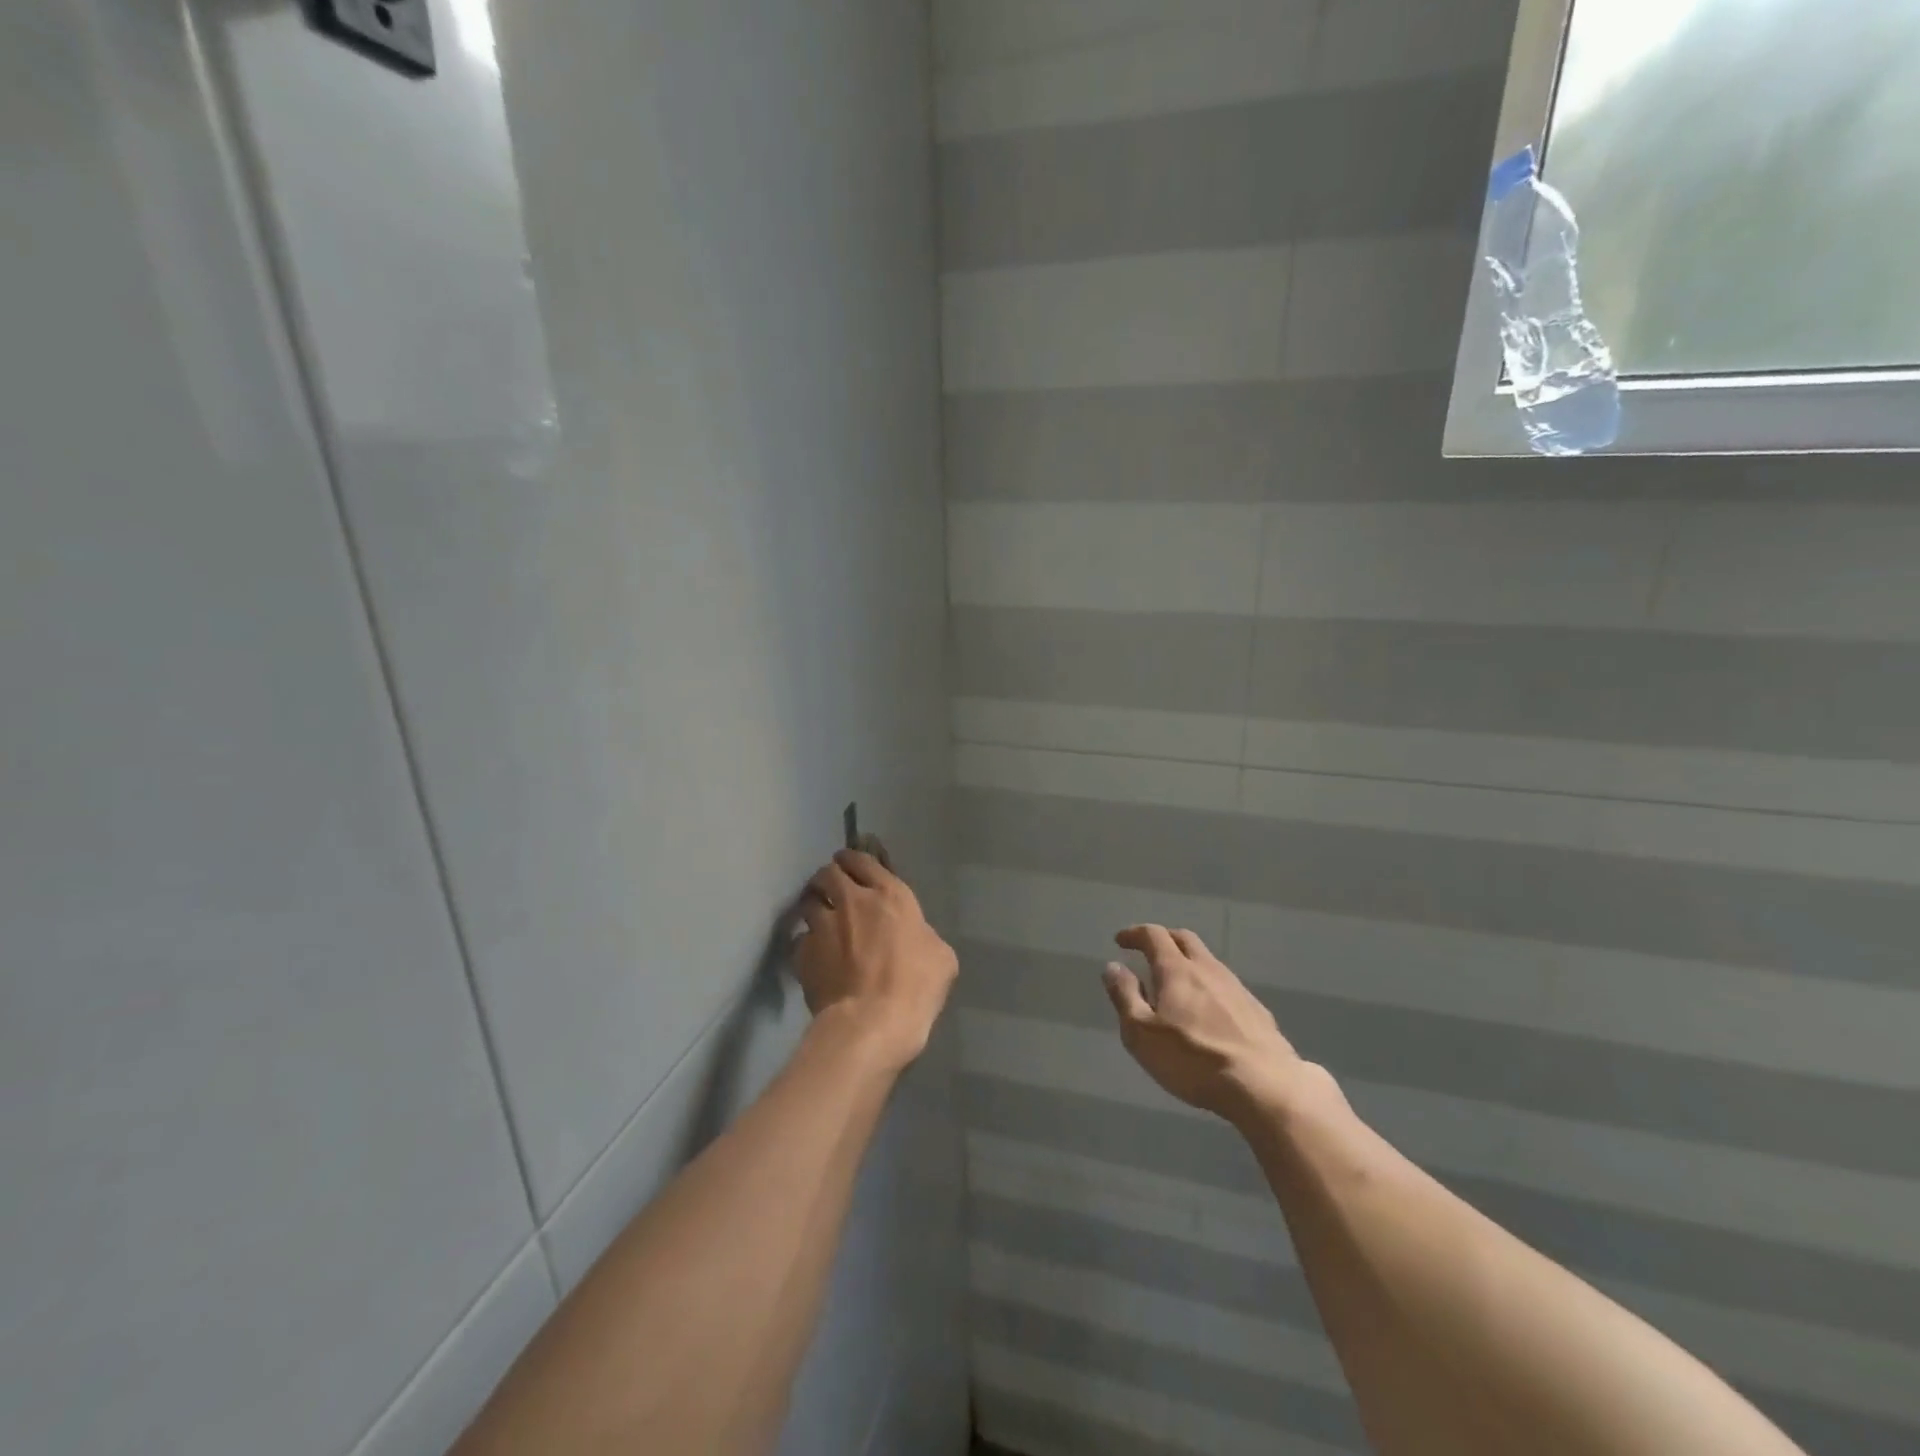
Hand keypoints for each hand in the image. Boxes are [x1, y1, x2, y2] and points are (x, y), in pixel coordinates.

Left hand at [795, 850, 958, 1072]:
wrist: (872, 1022)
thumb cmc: (915, 986)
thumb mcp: (941, 956)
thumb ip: (923, 935)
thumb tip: (913, 937)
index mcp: (889, 894)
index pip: (862, 860)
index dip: (854, 861)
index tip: (852, 867)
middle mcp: (851, 901)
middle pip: (828, 872)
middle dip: (829, 877)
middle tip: (832, 889)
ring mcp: (822, 925)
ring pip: (807, 901)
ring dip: (813, 905)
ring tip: (819, 918)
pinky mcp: (803, 953)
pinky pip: (800, 939)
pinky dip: (806, 943)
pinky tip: (814, 955)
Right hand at [1103, 925, 1304, 1126]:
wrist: (1265, 1085)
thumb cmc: (1193, 1059)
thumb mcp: (1142, 1033)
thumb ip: (1125, 996)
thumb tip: (1113, 966)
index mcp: (1177, 970)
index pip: (1154, 935)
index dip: (1135, 934)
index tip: (1121, 941)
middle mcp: (1208, 969)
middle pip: (1184, 938)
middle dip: (1164, 939)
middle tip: (1148, 952)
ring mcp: (1236, 988)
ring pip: (1208, 961)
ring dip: (1188, 962)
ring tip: (1176, 984)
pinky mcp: (1257, 1010)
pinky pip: (1226, 986)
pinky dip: (1209, 986)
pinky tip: (1208, 1011)